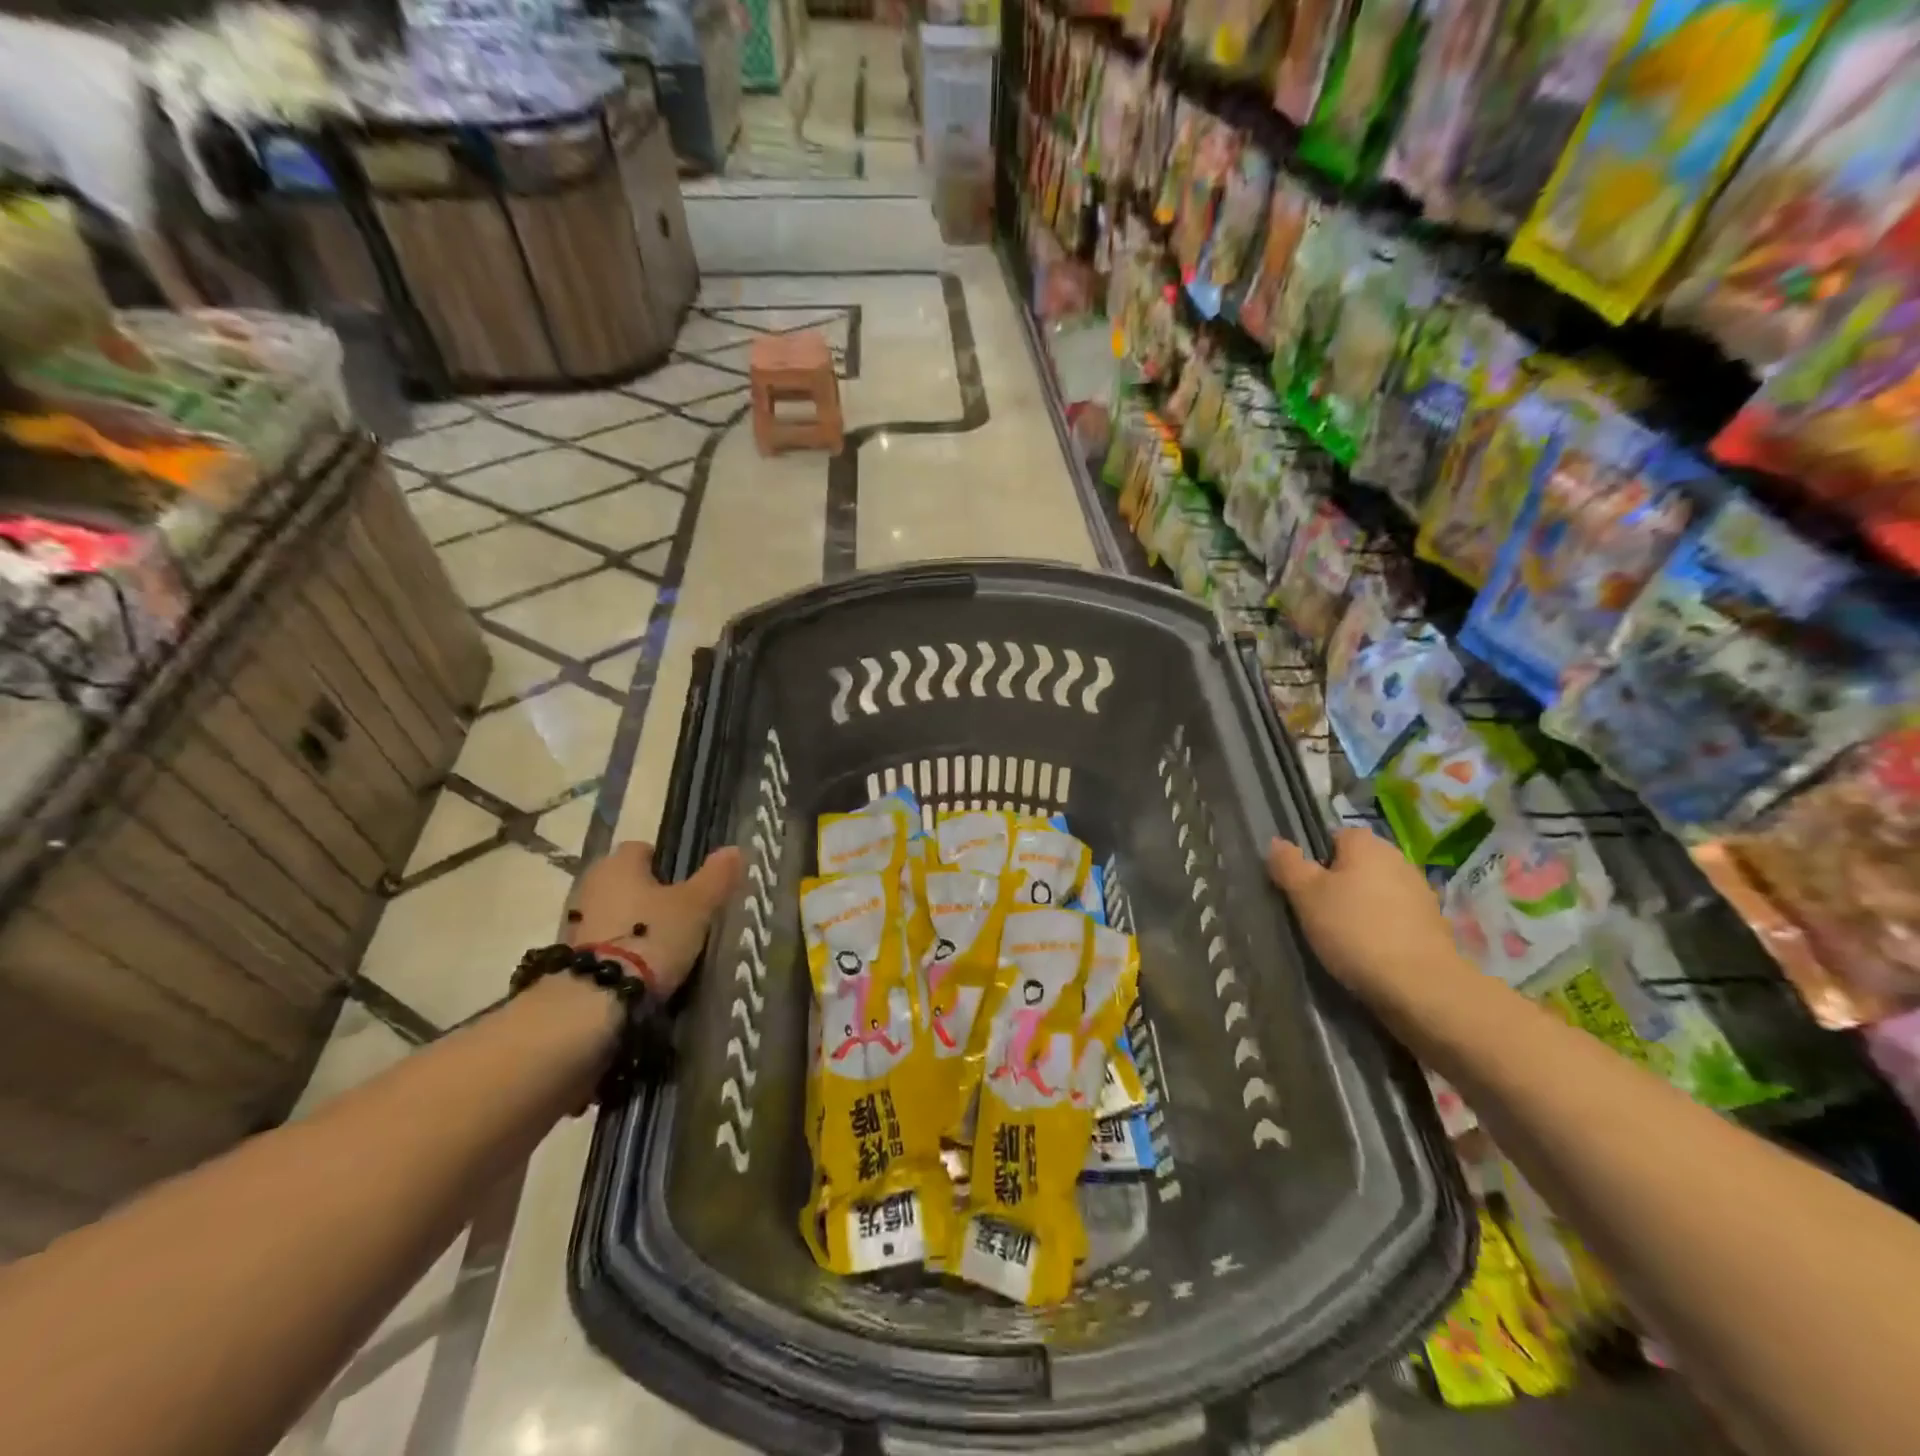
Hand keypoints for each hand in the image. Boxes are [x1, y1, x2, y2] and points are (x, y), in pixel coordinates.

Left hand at [565, 840, 742, 997]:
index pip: (643, 849)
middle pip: (627, 881)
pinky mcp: (570, 955)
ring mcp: (575, 920)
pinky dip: (619, 948)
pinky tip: (640, 967)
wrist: (595, 999)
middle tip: (679, 917)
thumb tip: (735, 849)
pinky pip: (603, 941)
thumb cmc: (651, 938)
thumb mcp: (696, 907)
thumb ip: (715, 877)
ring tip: (662, 948)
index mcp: (619, 863)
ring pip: (614, 911)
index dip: (666, 863)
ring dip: (633, 923)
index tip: (686, 886)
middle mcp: (591, 883)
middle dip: (649, 895)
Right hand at [1266, 829, 1459, 999]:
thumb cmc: (1355, 930)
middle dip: (1338, 885)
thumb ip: (1288, 864)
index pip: (1333, 837)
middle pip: (1356, 865)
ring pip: (1376, 893)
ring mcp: (1420, 893)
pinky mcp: (1433, 925)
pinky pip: (1395, 918)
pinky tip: (1370, 953)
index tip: (1303, 889)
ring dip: (1361, 908)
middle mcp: (1398, 859)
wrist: (1421, 986)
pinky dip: (1382, 929)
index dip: (1314, 860)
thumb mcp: (1306, 896)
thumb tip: (1277, 842)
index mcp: (1367, 844)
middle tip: (1316, 914)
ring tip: (1342, 939)